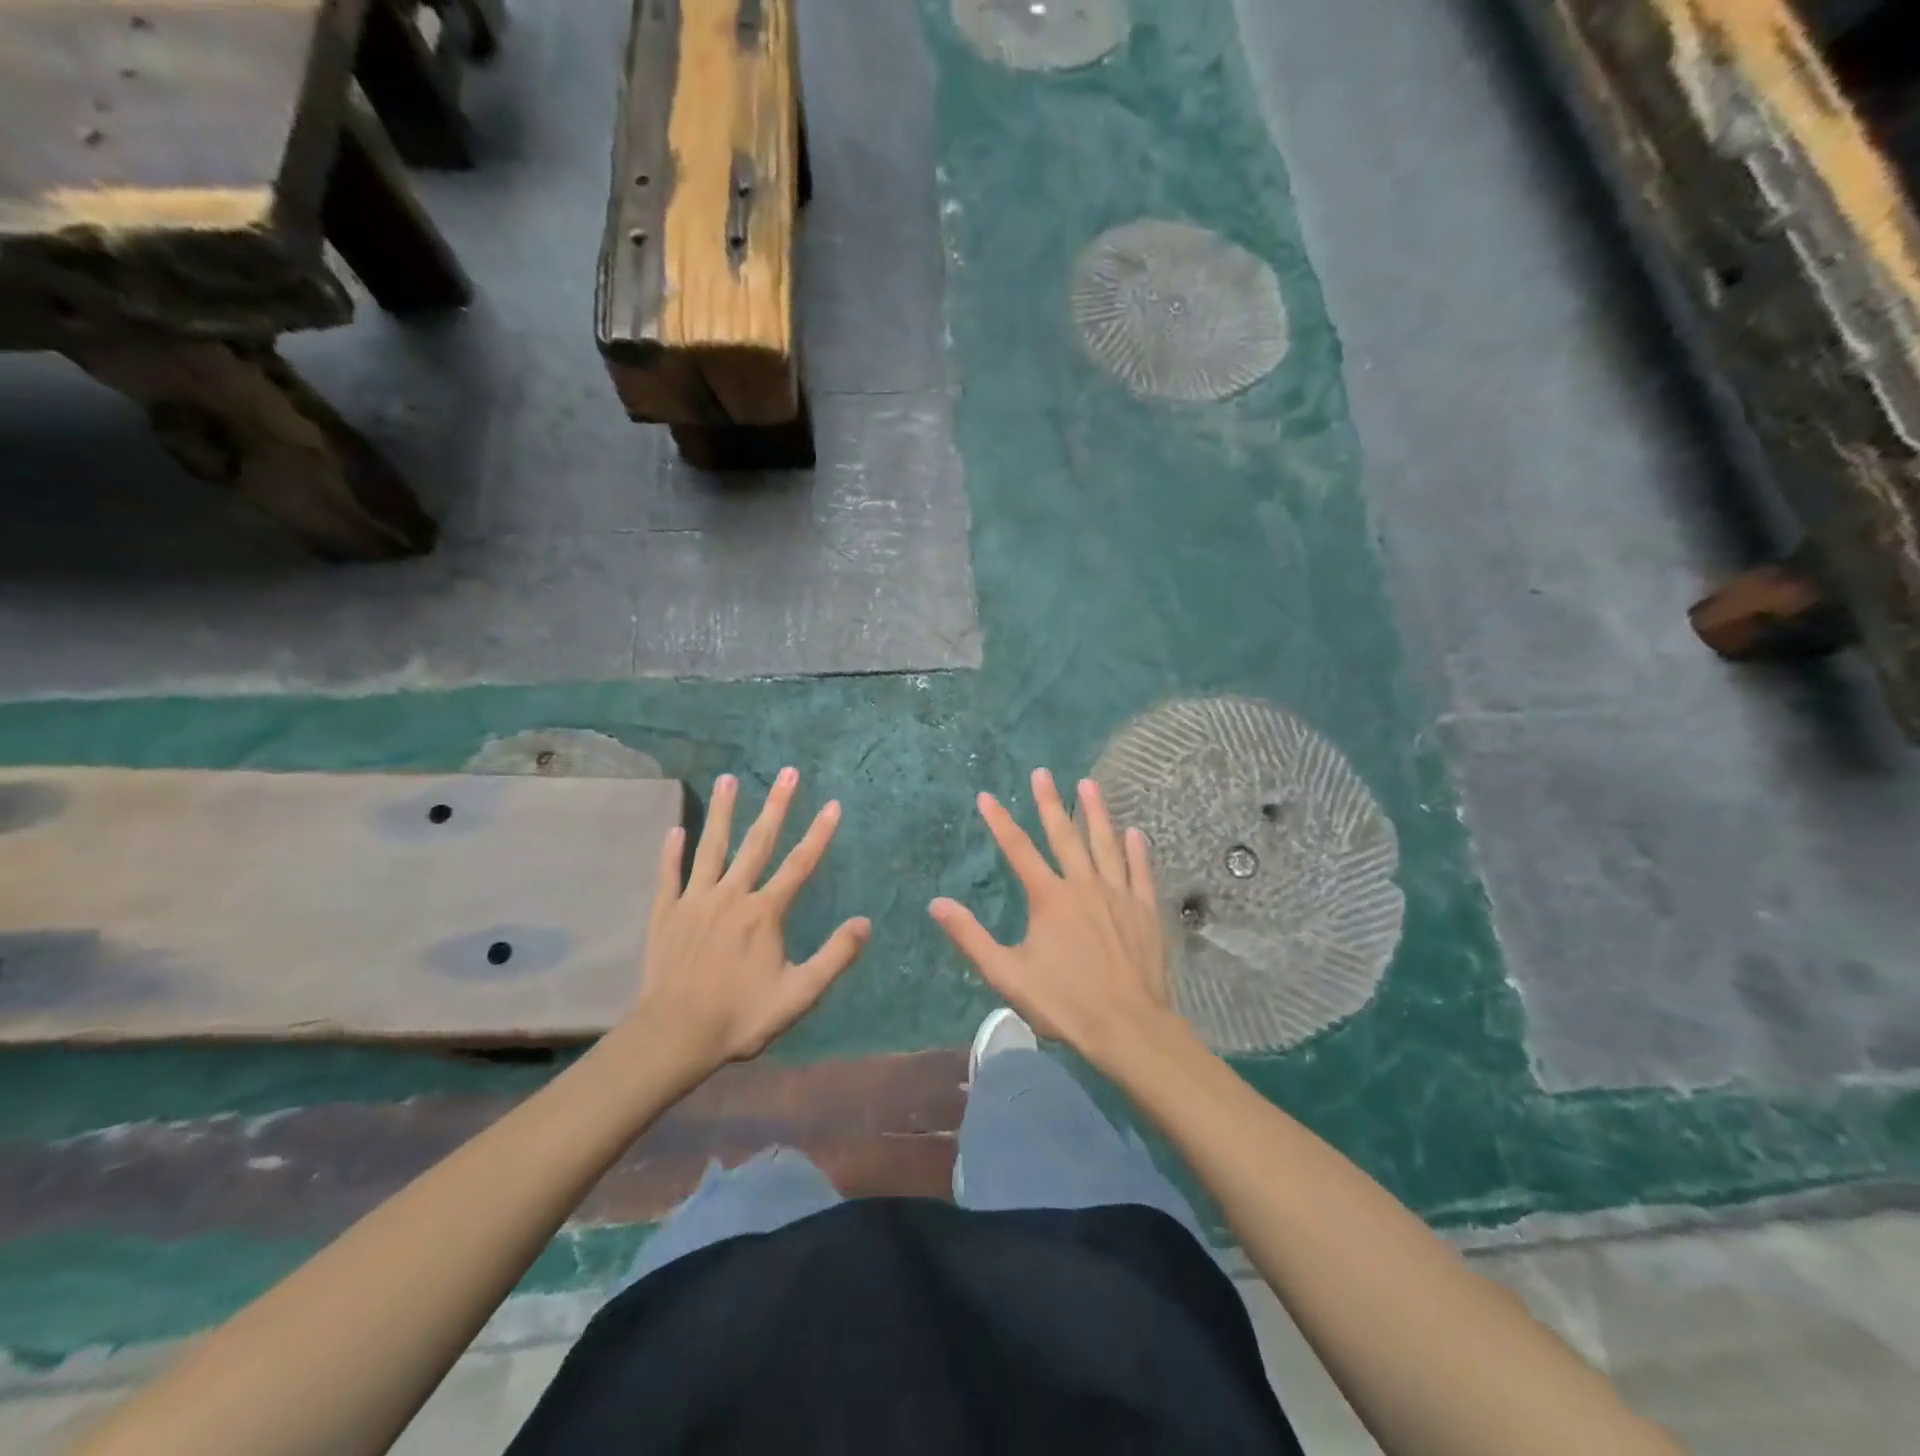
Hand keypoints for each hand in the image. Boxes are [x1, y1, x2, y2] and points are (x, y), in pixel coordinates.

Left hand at [632, 769, 869, 1077]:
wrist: (675, 1036)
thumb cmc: (741, 1016)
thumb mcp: (798, 994)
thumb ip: (834, 957)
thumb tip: (865, 923)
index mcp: (765, 913)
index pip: (799, 864)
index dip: (819, 834)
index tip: (833, 805)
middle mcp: (732, 896)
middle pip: (758, 843)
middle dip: (777, 806)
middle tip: (788, 772)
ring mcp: (695, 901)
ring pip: (711, 848)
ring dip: (722, 812)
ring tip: (729, 778)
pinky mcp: (666, 914)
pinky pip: (670, 875)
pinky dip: (672, 852)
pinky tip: (676, 829)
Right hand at [929, 768, 1175, 1068]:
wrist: (1128, 1027)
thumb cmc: (1064, 1002)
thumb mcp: (1006, 974)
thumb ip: (971, 937)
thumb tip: (937, 903)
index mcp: (1049, 897)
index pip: (1018, 849)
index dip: (1000, 821)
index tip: (986, 796)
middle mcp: (1083, 885)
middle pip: (1064, 835)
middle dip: (1050, 802)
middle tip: (1043, 772)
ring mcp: (1118, 894)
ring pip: (1105, 843)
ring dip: (1096, 812)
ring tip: (1089, 784)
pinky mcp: (1144, 909)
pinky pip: (1140, 871)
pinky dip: (1136, 850)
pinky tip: (1134, 832)